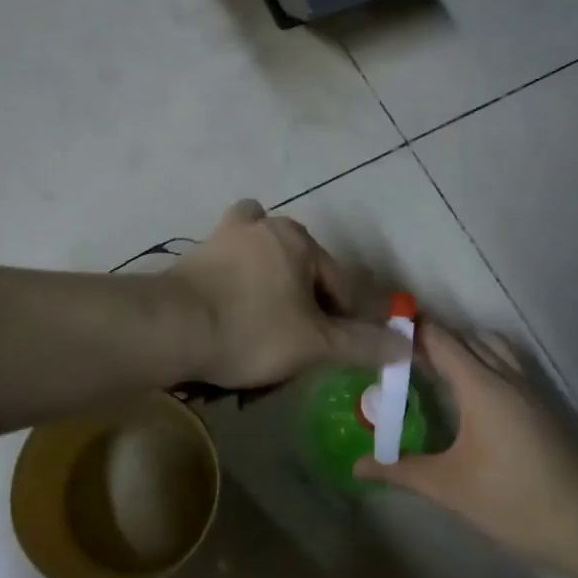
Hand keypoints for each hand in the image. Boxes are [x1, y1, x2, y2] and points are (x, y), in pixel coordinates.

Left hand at [167, 201, 406, 387]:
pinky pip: (230, 268)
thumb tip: (405, 346)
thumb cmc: (252, 330)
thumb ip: (362, 344)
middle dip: (307, 304)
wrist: (172, 329)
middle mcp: (264, 226)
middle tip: (299, 343)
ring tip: (266, 326)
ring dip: (272, 287)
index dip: (347, 320)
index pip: (340, 284)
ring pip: (264, 263)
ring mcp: (224, 237)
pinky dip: (238, 283)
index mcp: (299, 239)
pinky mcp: (195, 255)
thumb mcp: (315, 344)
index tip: (338, 351)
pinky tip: (232, 312)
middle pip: (302, 269)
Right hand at [353, 324, 577, 563]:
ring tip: (433, 370)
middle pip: (465, 338)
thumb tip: (356, 465)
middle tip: (397, 358)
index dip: (411, 330)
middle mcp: (506, 375)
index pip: (440, 339)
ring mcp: (530, 388)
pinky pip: (507, 363)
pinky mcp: (543, 404)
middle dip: (431, 339)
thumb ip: (400, 470)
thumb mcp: (449, 488)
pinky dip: (483, 361)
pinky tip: (470, 394)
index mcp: (481, 386)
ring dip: (462, 347)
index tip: (379, 333)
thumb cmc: (514, 502)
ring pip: (492, 347)